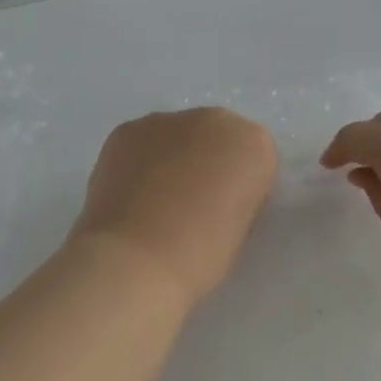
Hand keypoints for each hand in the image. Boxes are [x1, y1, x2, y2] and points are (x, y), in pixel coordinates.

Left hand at [72, 108, 277, 303]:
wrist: (136, 260)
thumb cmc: (200, 256)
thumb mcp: (241, 228)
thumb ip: (236, 197)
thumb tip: (212, 195)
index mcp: (254, 144)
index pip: (254, 159)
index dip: (240, 189)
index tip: (225, 216)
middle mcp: (214, 120)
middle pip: (215, 138)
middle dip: (205, 164)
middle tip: (189, 206)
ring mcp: (165, 120)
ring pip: (175, 137)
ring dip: (171, 160)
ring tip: (153, 203)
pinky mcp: (125, 129)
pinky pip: (141, 143)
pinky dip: (139, 163)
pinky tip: (129, 196)